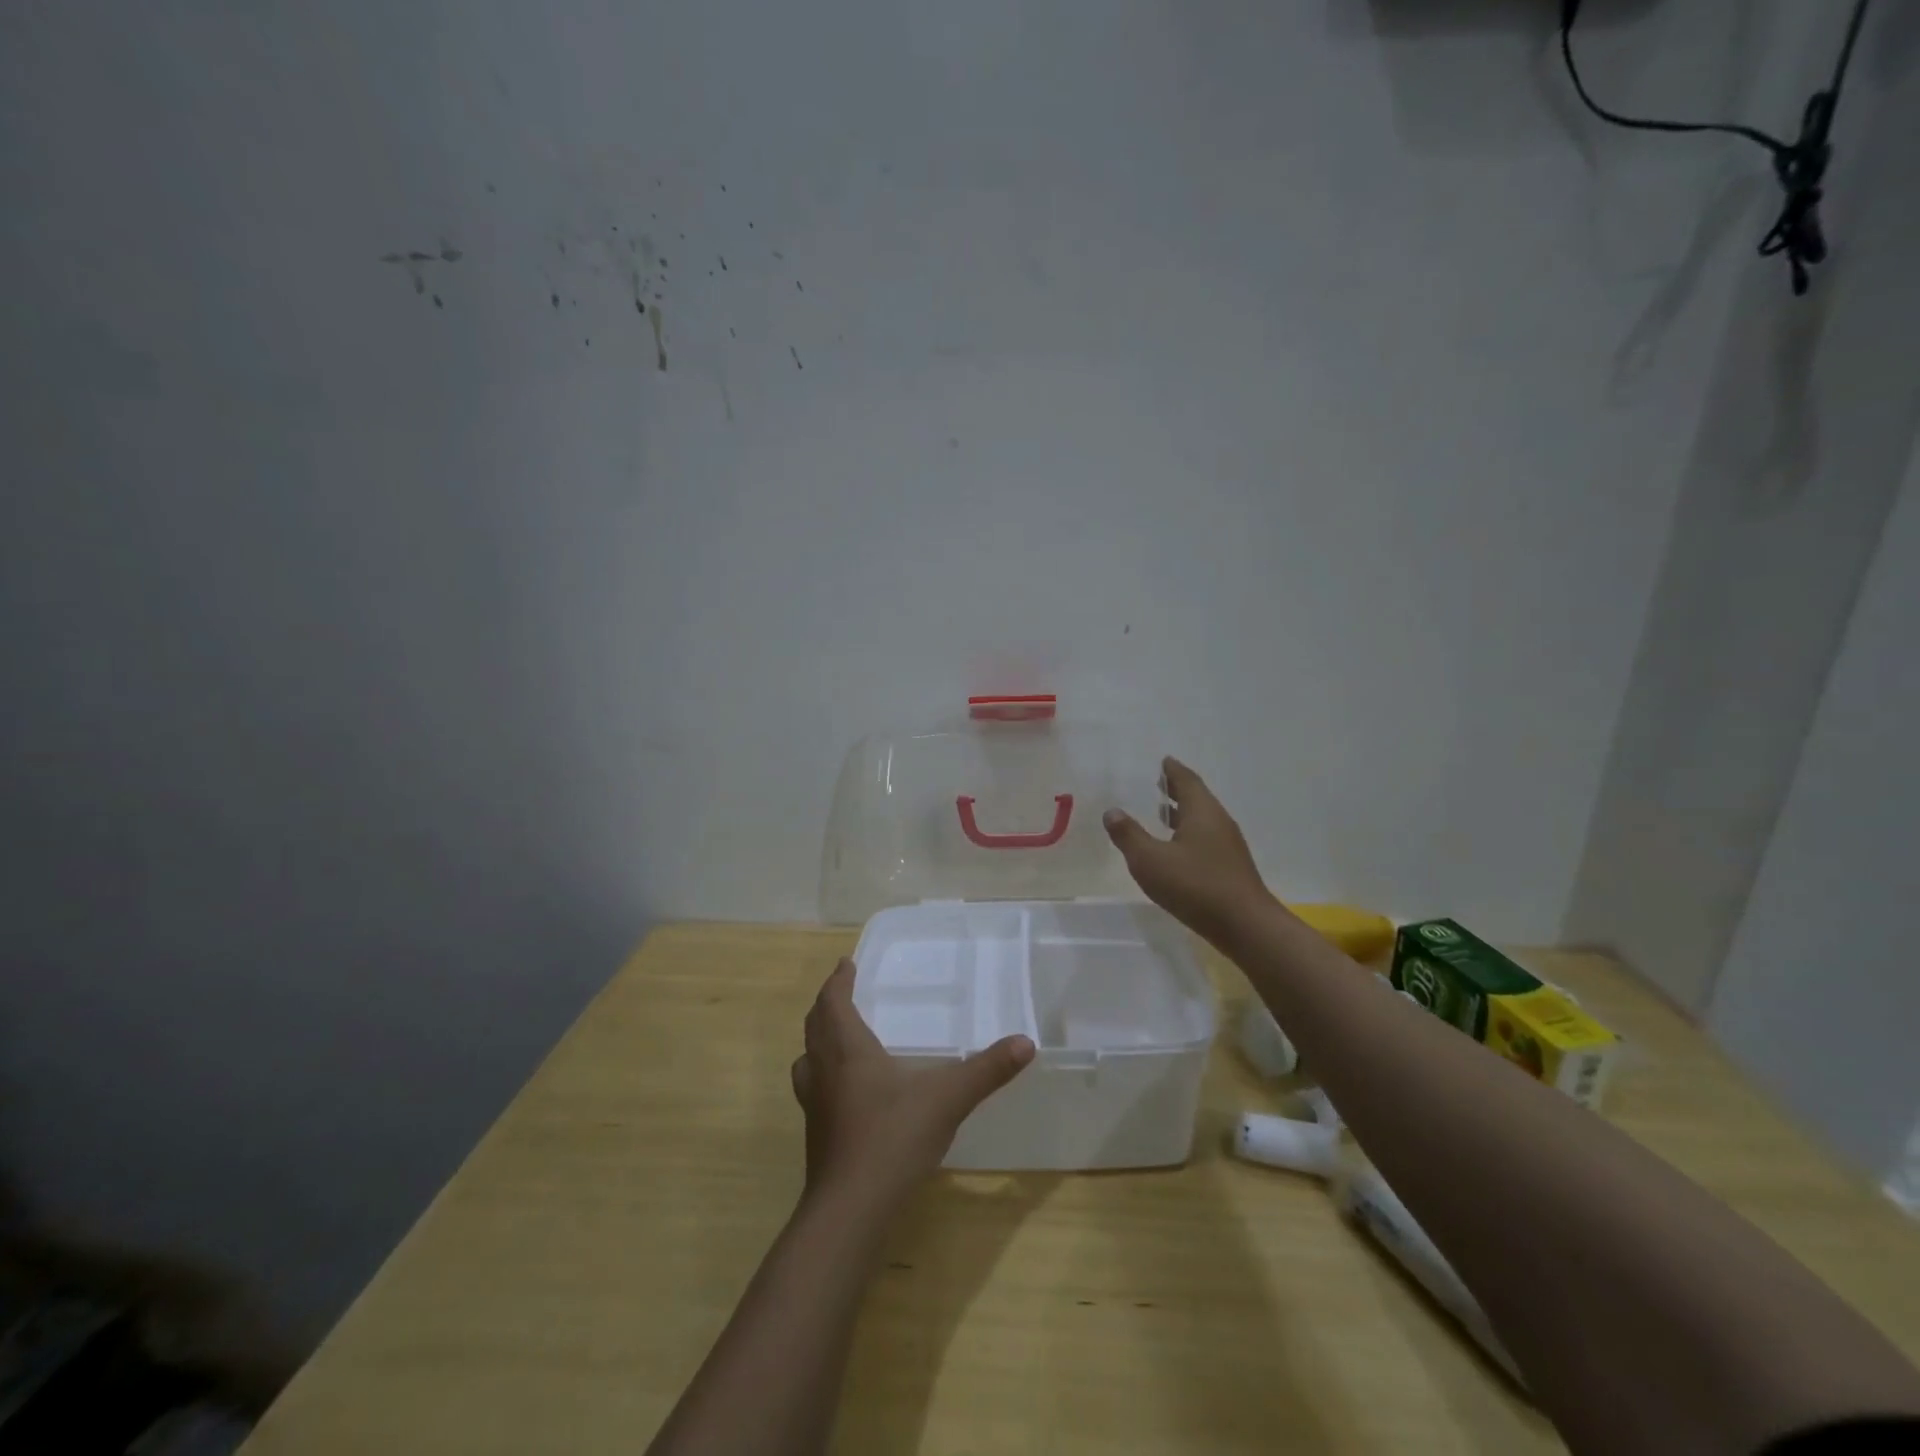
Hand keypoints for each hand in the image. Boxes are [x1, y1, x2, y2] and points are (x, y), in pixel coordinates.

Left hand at [790, 959, 1034, 1210]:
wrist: (850, 1211)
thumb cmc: (893, 1139)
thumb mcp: (948, 1099)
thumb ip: (987, 1070)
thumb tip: (1026, 1043)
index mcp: (847, 1050)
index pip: (833, 1002)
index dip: (838, 981)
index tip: (846, 964)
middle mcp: (823, 1071)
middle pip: (815, 1026)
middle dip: (827, 1005)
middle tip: (842, 993)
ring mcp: (814, 1106)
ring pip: (807, 1059)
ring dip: (818, 1041)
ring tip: (837, 1037)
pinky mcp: (816, 1136)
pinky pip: (812, 1089)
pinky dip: (823, 1076)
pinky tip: (847, 1093)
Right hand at [1103, 757, 1272, 947]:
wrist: (1245, 926)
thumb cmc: (1195, 886)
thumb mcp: (1150, 860)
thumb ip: (1129, 835)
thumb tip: (1112, 811)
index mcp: (1202, 812)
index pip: (1186, 780)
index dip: (1173, 770)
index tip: (1163, 760)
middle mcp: (1218, 822)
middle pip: (1197, 797)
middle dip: (1177, 790)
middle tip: (1158, 782)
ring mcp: (1228, 846)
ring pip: (1202, 820)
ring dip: (1183, 813)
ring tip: (1162, 812)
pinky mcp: (1230, 867)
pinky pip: (1206, 839)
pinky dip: (1189, 833)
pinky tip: (1176, 849)